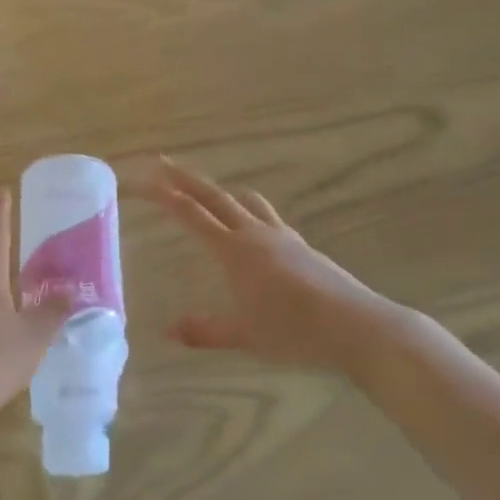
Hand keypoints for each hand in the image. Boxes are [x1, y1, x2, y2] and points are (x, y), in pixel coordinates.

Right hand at [150, 158, 391, 376]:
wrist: (355, 326)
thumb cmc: (294, 332)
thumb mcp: (244, 336)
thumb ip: (205, 331)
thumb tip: (168, 330)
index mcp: (235, 250)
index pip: (192, 215)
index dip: (165, 196)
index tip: (144, 180)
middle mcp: (254, 233)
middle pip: (214, 196)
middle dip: (185, 179)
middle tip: (163, 163)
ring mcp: (281, 235)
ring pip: (245, 200)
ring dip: (220, 190)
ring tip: (207, 191)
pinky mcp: (300, 245)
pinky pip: (266, 215)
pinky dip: (247, 208)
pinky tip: (251, 225)